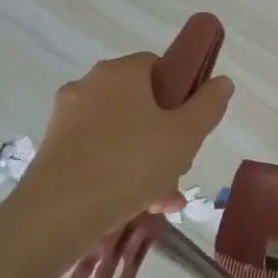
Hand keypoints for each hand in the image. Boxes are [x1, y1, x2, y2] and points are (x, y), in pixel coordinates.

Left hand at [15, 53, 233, 242]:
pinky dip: (123, 173)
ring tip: (166, 197)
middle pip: (142, 103)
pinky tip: (142, 204)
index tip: (194, 120)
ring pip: (124, 133)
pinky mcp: (55, 150)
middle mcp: (88, 87)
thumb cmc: (131, 163)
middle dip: (168, 135)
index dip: (182, 89)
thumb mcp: (186, 134)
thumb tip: (221, 81)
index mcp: (119, 73)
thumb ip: (209, 104)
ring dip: (151, 161)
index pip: (158, 64)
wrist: (59, 213)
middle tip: (183, 164)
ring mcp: (67, 119)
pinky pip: (102, 153)